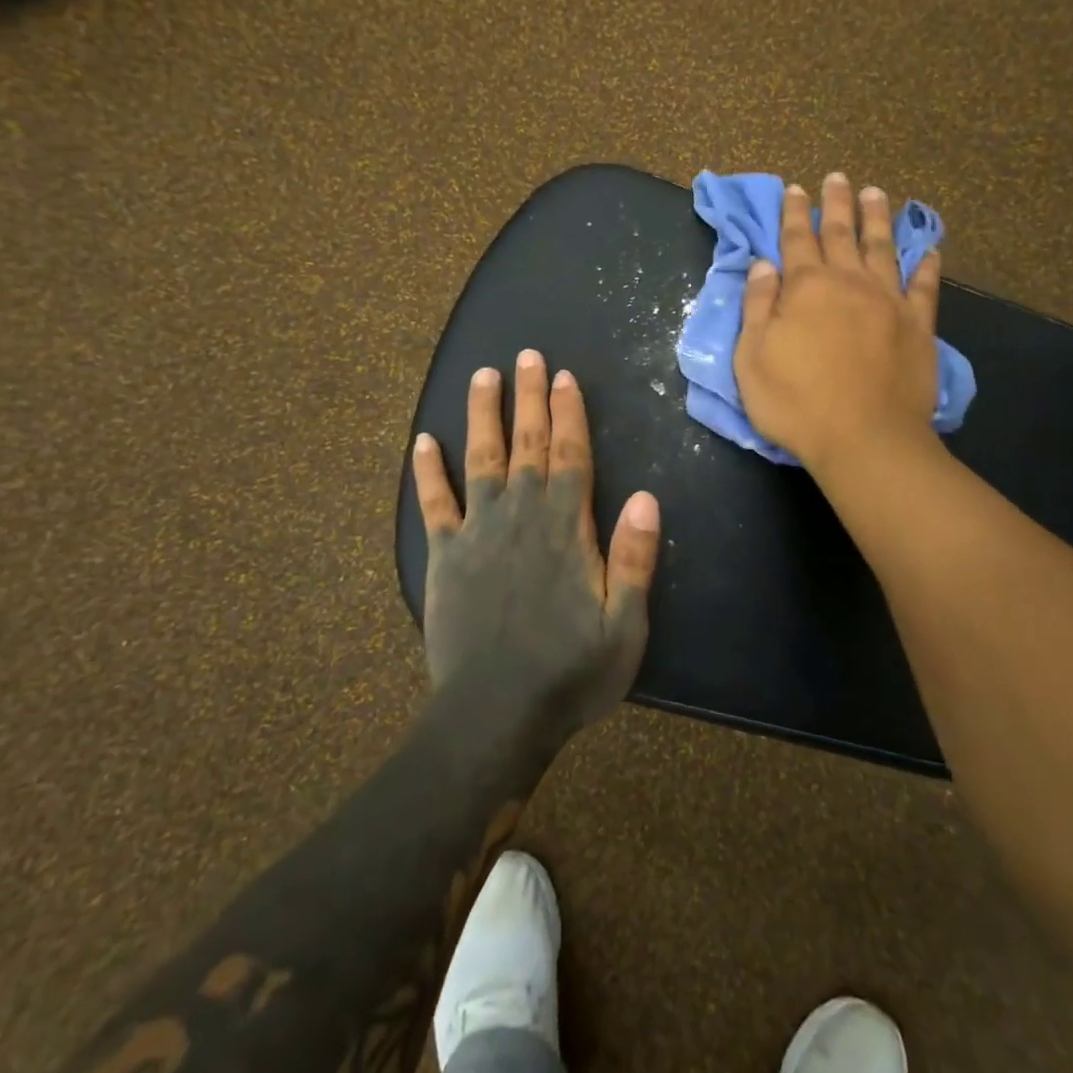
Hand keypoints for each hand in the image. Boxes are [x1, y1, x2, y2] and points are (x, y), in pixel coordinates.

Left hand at [411, 350, 661, 736]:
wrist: (494, 717)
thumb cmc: (569, 674)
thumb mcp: (624, 626)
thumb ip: (634, 559)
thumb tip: (648, 497)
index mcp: (564, 527)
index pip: (569, 455)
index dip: (568, 413)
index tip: (564, 377)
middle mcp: (519, 515)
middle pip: (525, 443)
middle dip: (529, 397)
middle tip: (527, 355)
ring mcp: (477, 532)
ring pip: (479, 458)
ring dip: (481, 414)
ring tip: (482, 375)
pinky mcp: (444, 556)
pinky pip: (434, 504)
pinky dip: (428, 471)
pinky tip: (423, 441)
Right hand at [734, 173, 941, 469]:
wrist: (864, 438)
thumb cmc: (796, 402)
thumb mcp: (752, 357)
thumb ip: (758, 306)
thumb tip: (764, 265)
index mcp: (806, 288)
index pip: (796, 239)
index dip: (793, 213)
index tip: (795, 188)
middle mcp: (849, 282)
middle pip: (841, 233)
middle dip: (836, 203)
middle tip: (837, 177)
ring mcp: (889, 301)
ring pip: (883, 248)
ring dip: (877, 219)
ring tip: (876, 193)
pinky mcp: (918, 325)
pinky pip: (924, 286)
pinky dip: (927, 265)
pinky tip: (929, 249)